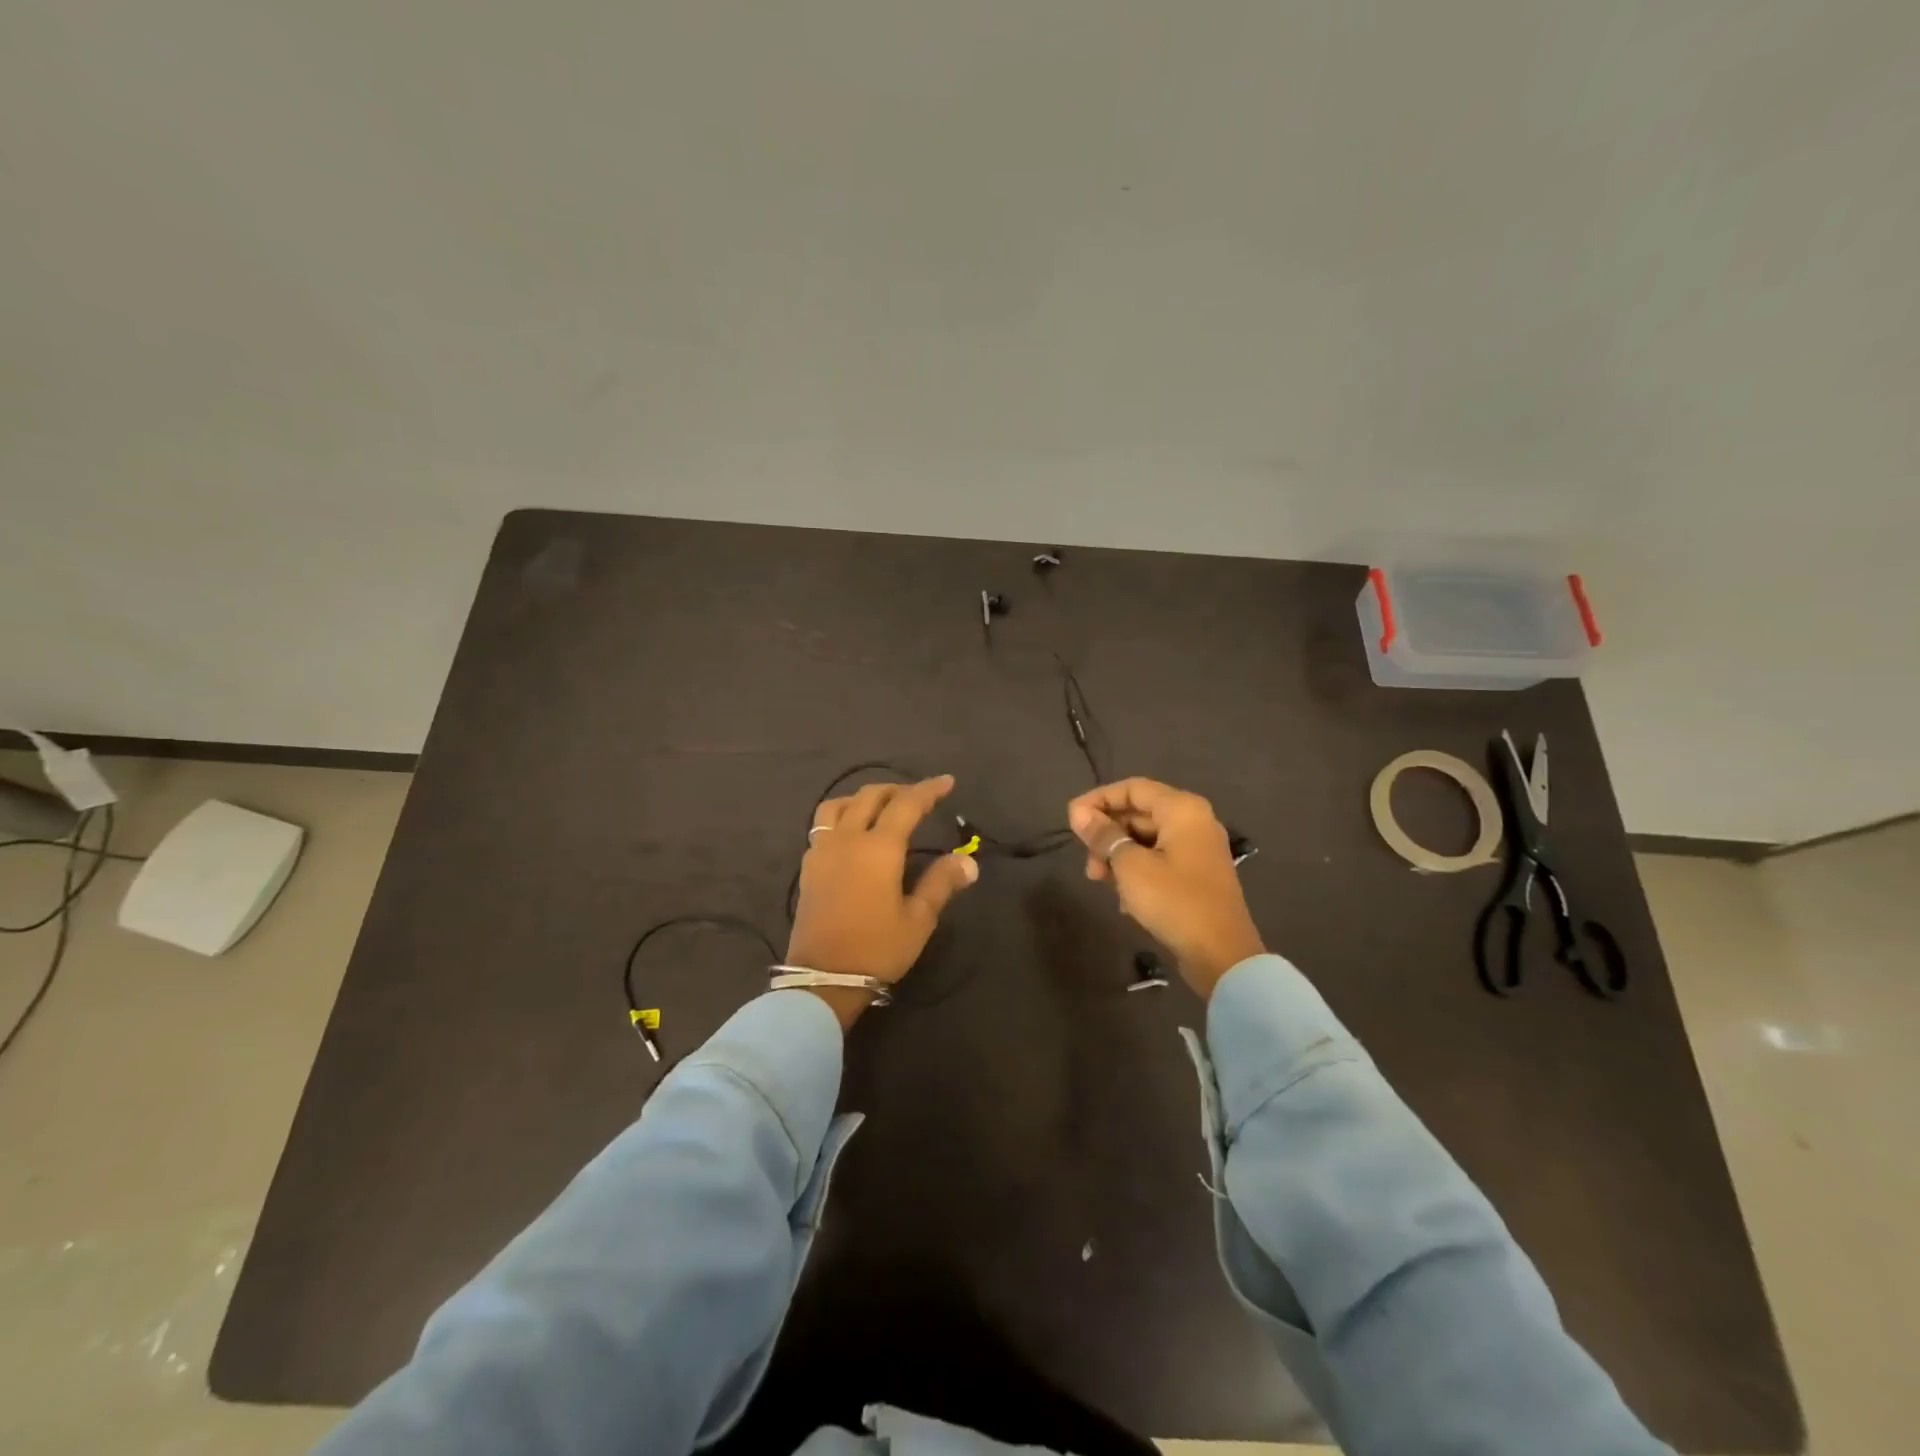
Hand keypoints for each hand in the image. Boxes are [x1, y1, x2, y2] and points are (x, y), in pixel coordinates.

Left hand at [789, 774, 978, 1026]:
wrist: (823, 978)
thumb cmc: (877, 949)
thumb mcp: (918, 919)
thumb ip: (941, 883)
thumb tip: (969, 861)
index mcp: (879, 848)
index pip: (907, 804)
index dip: (929, 790)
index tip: (947, 782)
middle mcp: (848, 839)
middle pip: (871, 796)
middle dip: (898, 790)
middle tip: (919, 796)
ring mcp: (822, 850)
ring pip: (839, 804)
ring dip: (863, 798)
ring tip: (881, 807)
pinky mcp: (808, 866)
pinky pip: (823, 825)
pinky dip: (842, 815)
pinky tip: (852, 833)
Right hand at [1067, 777, 1264, 999]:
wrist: (1222, 955)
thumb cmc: (1174, 901)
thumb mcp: (1130, 866)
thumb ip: (1103, 835)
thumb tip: (1078, 812)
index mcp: (1182, 809)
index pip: (1132, 788)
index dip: (1098, 799)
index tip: (1072, 821)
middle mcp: (1194, 821)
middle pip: (1139, 813)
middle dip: (1107, 834)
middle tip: (1087, 861)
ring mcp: (1198, 849)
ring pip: (1146, 839)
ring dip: (1118, 855)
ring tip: (1100, 881)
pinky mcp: (1197, 875)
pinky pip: (1159, 859)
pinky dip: (1137, 871)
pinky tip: (1124, 899)